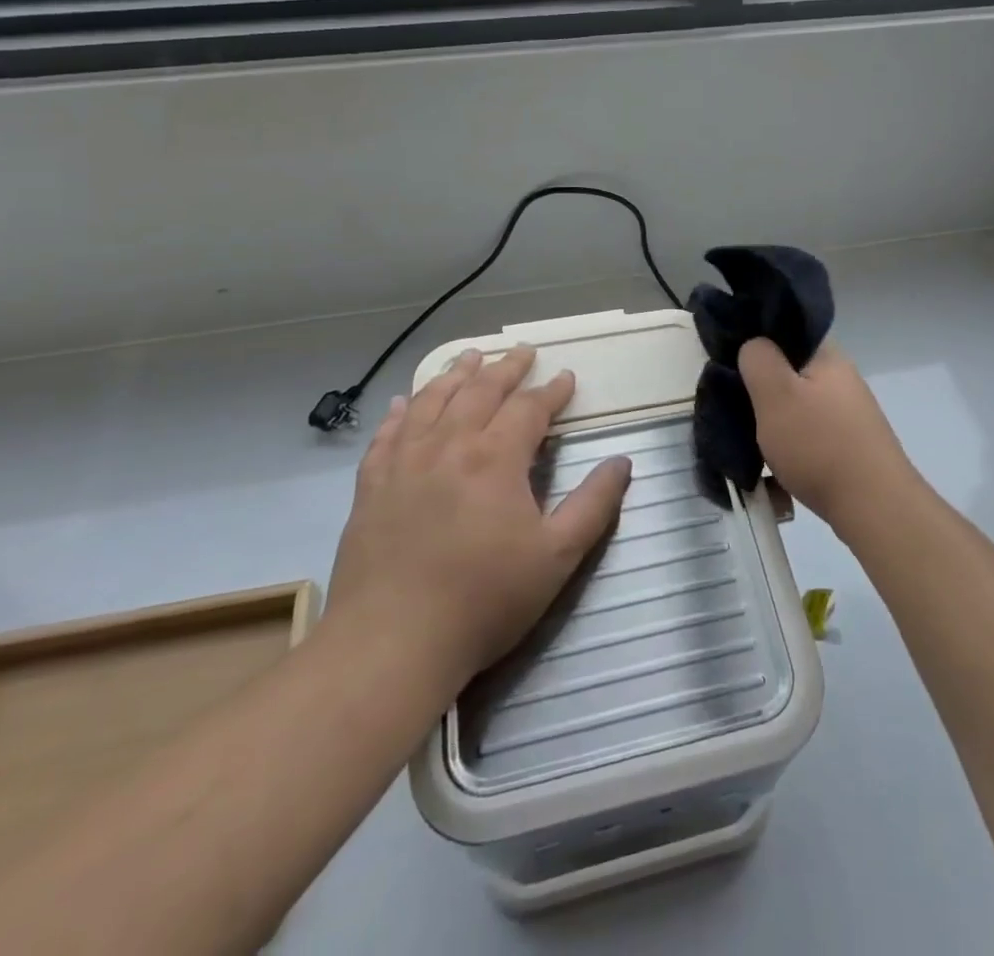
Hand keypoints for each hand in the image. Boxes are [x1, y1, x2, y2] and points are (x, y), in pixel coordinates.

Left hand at [326, 346, 631, 681]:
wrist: (391, 643)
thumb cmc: (483, 600)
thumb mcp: (556, 557)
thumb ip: (593, 505)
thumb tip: (622, 462)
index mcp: (495, 458)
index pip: (529, 408)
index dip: (551, 391)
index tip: (566, 377)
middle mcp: (449, 444)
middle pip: (480, 391)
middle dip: (506, 368)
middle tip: (522, 351)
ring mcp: (404, 462)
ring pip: (432, 400)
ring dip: (455, 374)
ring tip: (470, 356)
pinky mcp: (371, 485)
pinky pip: (387, 434)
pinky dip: (400, 411)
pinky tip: (404, 402)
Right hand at [738, 338, 920, 533]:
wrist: (874, 508)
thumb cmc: (819, 444)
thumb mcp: (775, 394)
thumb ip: (758, 359)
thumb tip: (753, 346)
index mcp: (826, 355)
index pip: (784, 332)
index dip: (754, 345)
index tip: (729, 368)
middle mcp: (840, 378)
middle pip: (787, 373)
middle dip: (759, 392)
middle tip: (733, 412)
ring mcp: (847, 414)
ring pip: (795, 408)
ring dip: (772, 426)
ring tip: (750, 446)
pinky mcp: (848, 445)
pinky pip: (807, 438)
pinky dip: (788, 451)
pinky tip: (772, 474)